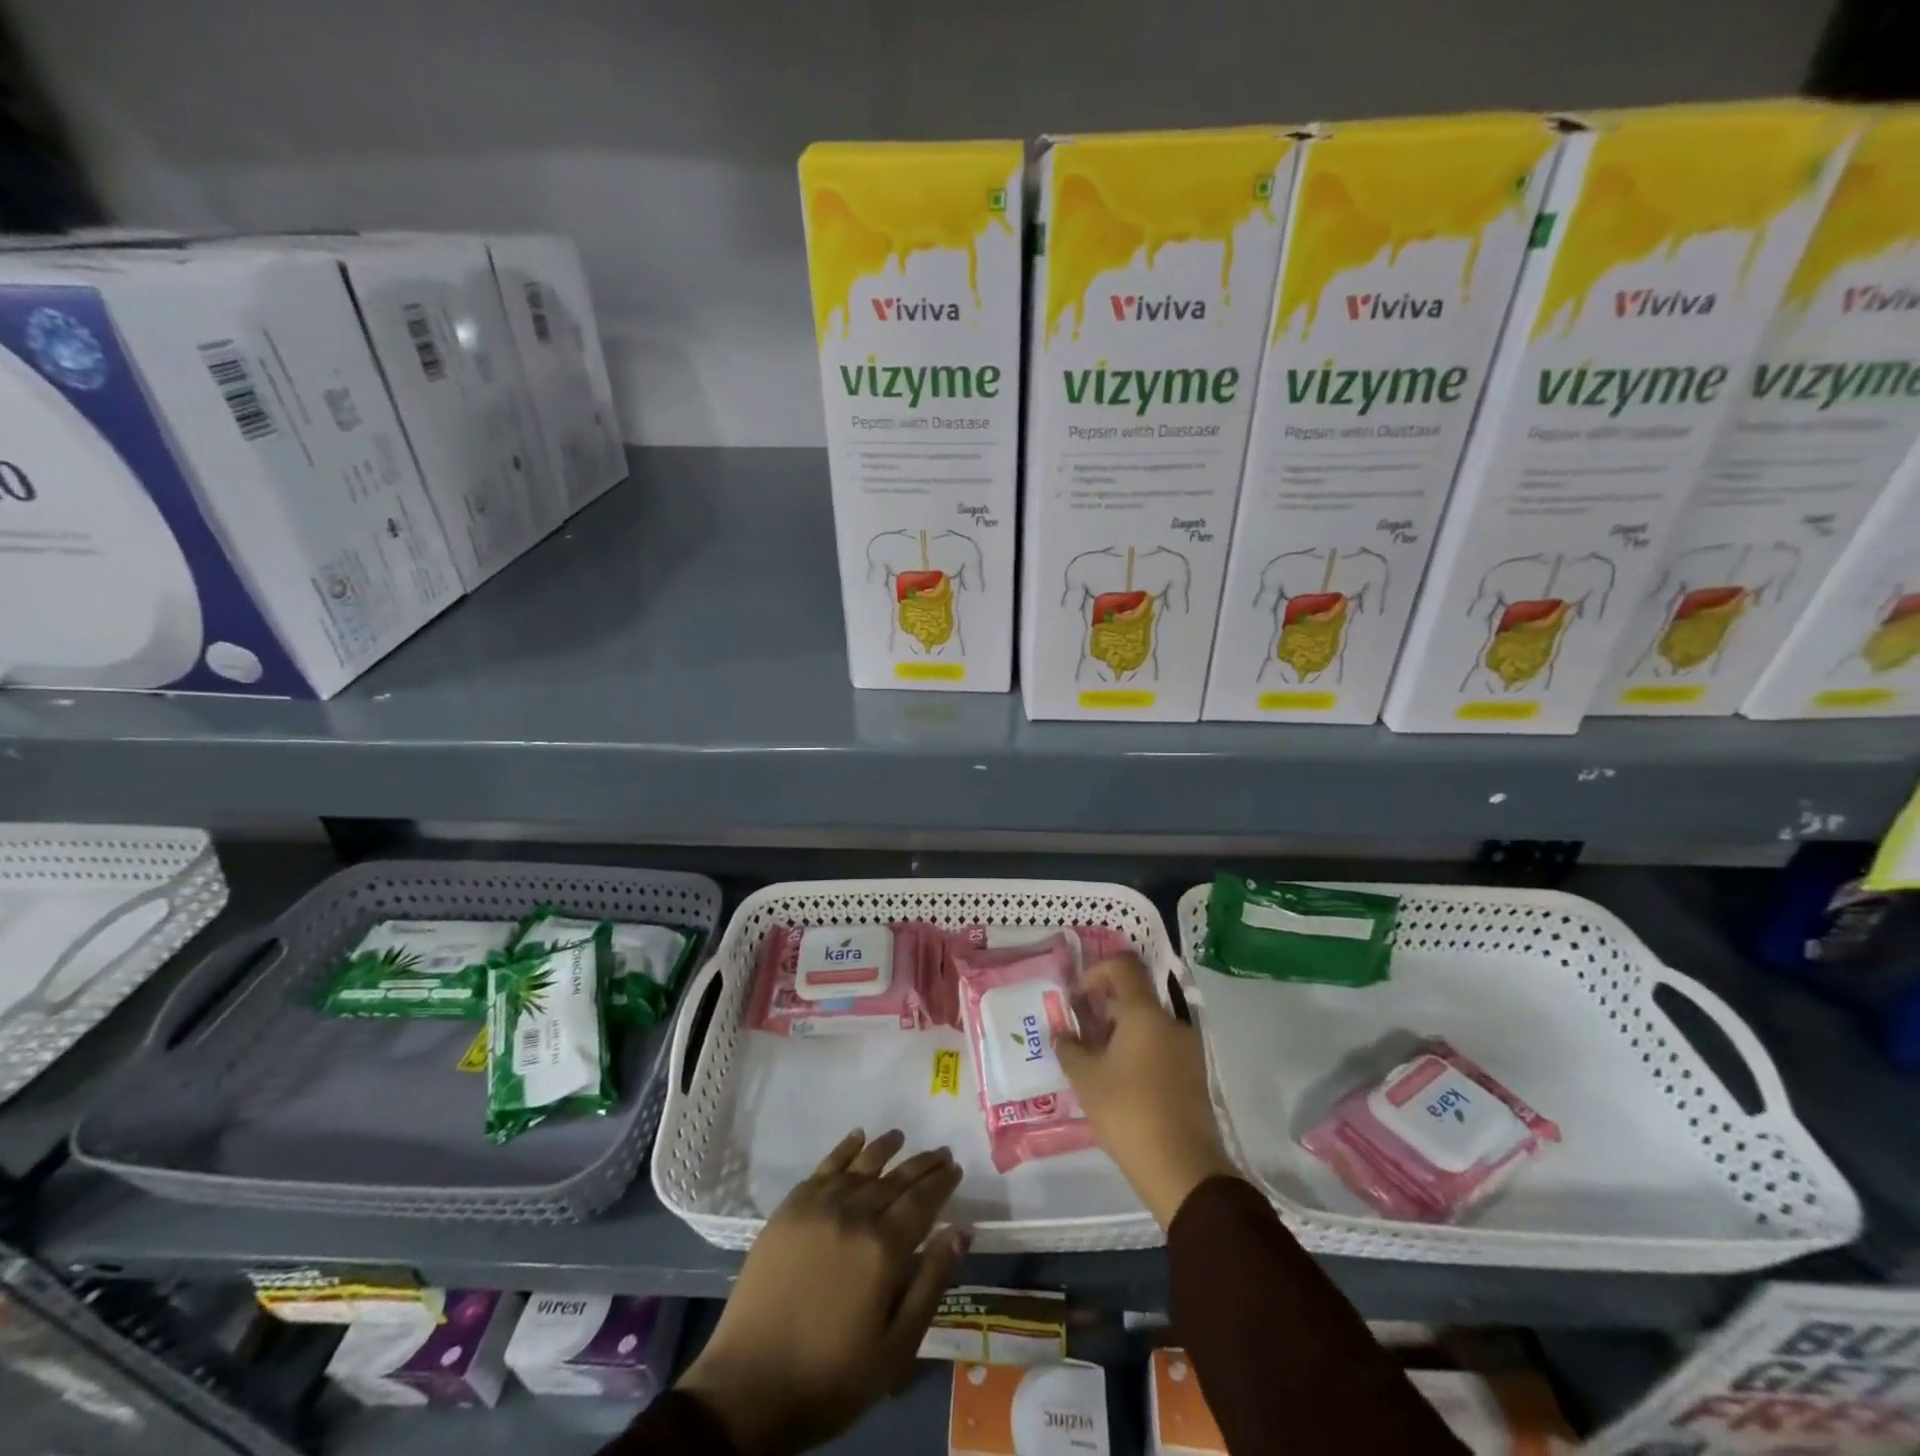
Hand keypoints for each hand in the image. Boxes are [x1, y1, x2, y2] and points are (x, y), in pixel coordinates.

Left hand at [675, 1129, 967, 1455]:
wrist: (748, 1387)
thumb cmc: (831, 1377)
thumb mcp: (895, 1348)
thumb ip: (931, 1283)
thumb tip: (961, 1231)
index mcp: (884, 1248)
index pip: (922, 1201)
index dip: (941, 1182)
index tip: (955, 1168)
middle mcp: (854, 1215)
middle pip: (896, 1179)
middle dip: (921, 1164)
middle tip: (940, 1151)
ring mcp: (818, 1207)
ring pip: (861, 1166)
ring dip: (885, 1148)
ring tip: (900, 1136)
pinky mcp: (789, 1209)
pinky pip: (824, 1168)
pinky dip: (844, 1150)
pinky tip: (856, 1138)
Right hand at [1055, 952, 1238, 1227]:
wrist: (1183, 1168)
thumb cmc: (1128, 1112)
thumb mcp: (1086, 1079)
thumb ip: (1069, 1049)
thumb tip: (1062, 1034)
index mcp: (1145, 1013)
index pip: (1123, 966)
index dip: (1096, 972)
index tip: (1078, 998)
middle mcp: (1171, 1021)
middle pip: (1135, 996)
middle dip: (1105, 1006)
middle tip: (1081, 1031)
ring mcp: (1187, 1048)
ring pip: (1148, 1023)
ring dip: (1121, 1031)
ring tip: (1096, 1060)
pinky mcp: (1194, 1074)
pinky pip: (1161, 1046)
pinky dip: (1139, 1050)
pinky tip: (1120, 1080)